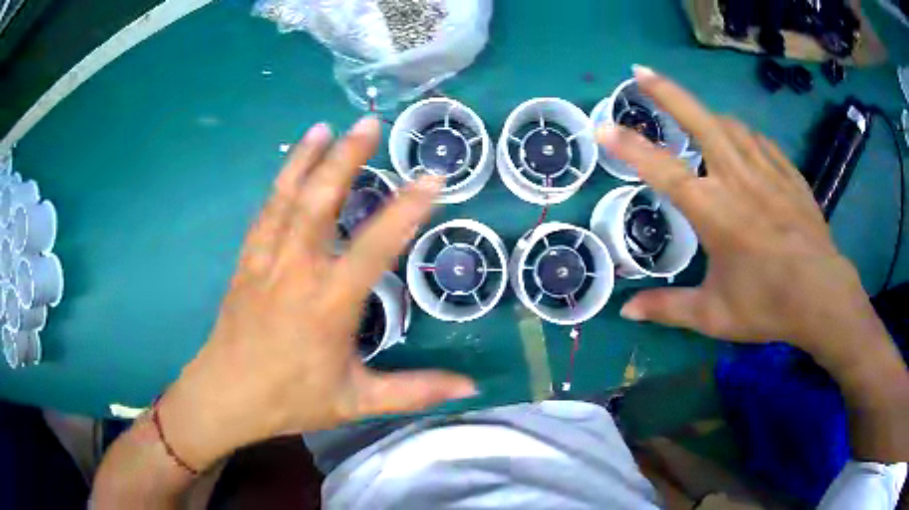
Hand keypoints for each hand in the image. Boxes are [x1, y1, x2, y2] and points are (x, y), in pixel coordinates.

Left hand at [158, 118, 475, 470]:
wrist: (227, 396)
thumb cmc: (291, 399)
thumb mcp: (357, 401)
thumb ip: (415, 391)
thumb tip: (470, 386)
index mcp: (328, 304)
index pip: (374, 247)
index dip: (406, 209)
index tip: (432, 176)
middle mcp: (296, 271)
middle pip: (320, 203)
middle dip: (346, 158)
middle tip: (368, 123)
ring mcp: (266, 261)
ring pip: (286, 199)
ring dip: (306, 159)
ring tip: (324, 127)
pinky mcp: (247, 261)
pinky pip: (264, 213)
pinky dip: (279, 184)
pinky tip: (290, 165)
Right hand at [597, 66, 886, 365]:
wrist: (822, 296)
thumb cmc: (767, 304)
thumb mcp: (713, 315)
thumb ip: (668, 308)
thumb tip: (625, 312)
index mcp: (714, 211)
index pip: (663, 170)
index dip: (630, 147)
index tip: (603, 127)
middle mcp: (737, 179)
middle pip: (699, 121)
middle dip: (667, 93)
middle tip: (641, 72)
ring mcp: (767, 171)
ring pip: (730, 125)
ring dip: (706, 115)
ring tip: (694, 117)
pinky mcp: (789, 174)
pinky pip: (759, 141)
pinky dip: (743, 135)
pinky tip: (741, 141)